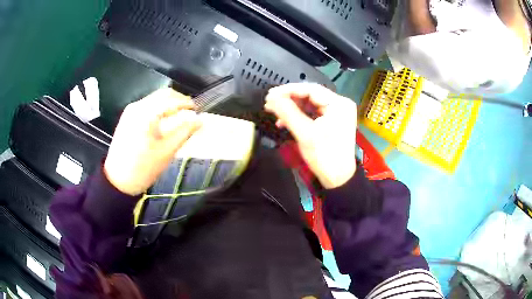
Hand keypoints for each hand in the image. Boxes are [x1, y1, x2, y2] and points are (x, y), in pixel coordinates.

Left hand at [104, 88, 200, 195]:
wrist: (118, 182)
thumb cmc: (142, 169)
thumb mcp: (166, 152)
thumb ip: (184, 132)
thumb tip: (200, 120)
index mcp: (145, 113)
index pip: (171, 99)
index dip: (187, 103)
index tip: (198, 112)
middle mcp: (137, 106)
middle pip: (163, 94)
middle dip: (179, 101)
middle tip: (190, 113)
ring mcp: (130, 111)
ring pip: (155, 99)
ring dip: (169, 105)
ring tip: (179, 118)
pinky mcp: (127, 117)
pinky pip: (147, 106)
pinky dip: (159, 109)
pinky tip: (164, 121)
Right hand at [264, 83, 356, 188]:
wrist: (338, 179)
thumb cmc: (324, 156)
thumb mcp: (305, 133)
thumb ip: (287, 112)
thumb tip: (271, 97)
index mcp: (338, 104)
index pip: (310, 89)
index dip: (288, 90)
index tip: (270, 94)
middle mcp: (340, 104)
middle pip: (310, 96)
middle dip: (289, 100)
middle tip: (270, 103)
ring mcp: (337, 113)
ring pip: (310, 104)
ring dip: (292, 108)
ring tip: (274, 113)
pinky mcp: (332, 121)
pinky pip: (313, 113)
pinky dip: (299, 116)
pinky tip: (285, 121)